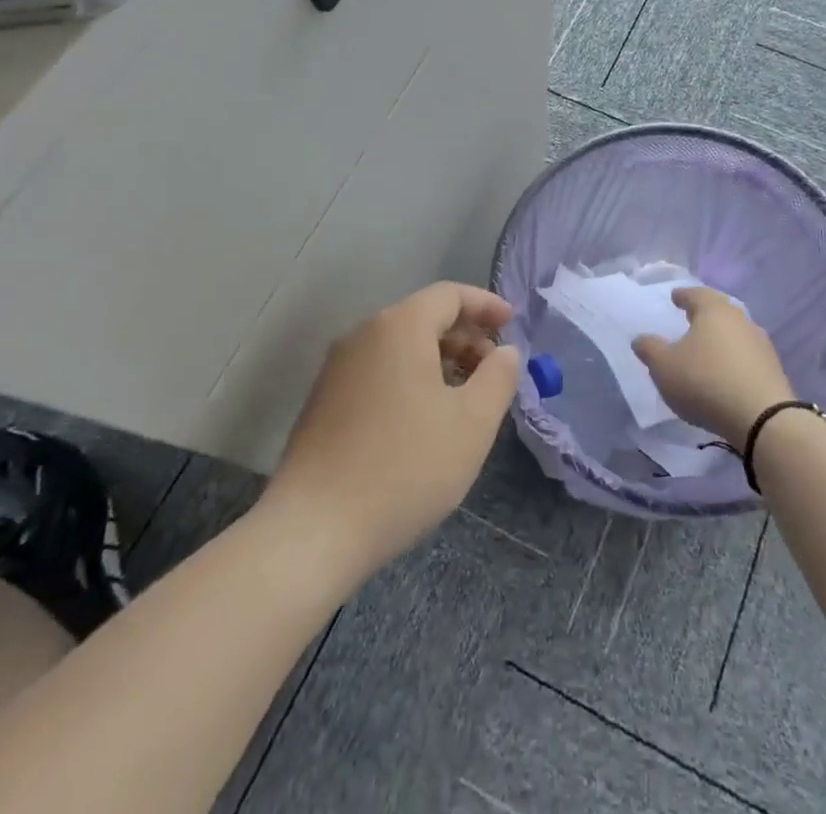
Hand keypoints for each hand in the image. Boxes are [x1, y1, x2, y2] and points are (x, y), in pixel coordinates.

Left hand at [268, 282, 519, 572]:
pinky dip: (410, 379)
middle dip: (465, 337)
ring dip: (438, 360)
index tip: (511, 323)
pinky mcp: (323, 401)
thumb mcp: (472, 424)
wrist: (313, 531)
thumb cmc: (405, 468)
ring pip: (399, 346)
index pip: (449, 295)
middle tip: (494, 371)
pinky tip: (424, 420)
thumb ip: (498, 377)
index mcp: (399, 327)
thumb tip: (505, 352)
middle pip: (423, 317)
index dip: (485, 305)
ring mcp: (337, 368)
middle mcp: (363, 335)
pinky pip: (378, 371)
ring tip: (464, 398)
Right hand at [633, 287, 793, 442]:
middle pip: (719, 311)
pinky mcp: (772, 369)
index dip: (683, 295)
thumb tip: (641, 338)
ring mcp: (760, 344)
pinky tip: (725, 373)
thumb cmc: (706, 382)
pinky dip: (733, 359)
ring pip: (734, 333)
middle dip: (704, 314)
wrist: (763, 419)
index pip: (696, 294)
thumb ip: (650, 349)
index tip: (674, 297)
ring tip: (706, 349)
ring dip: (720, 338)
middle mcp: (740, 319)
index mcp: (714, 310)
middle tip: (689, 319)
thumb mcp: (665, 367)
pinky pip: (746, 356)